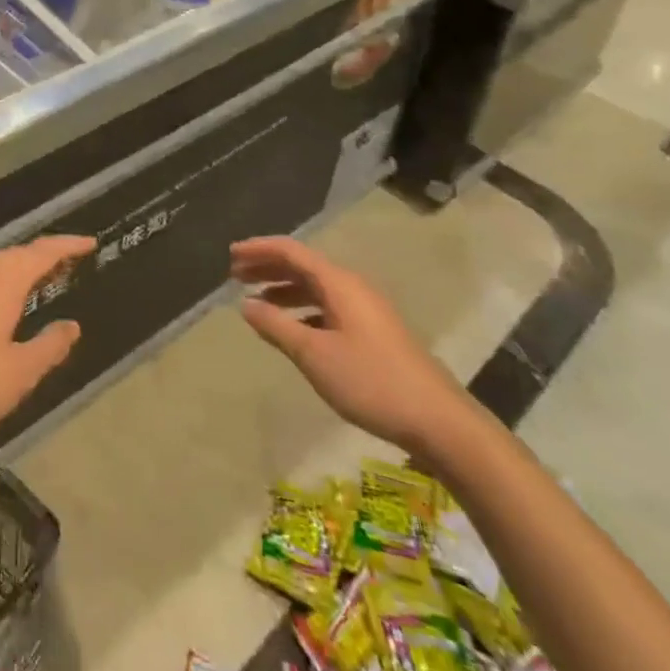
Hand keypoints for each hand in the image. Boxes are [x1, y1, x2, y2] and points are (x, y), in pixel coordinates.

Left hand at [0, 235, 92, 461]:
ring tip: (43, 280)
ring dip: (22, 268)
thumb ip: (49, 347)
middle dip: (46, 255)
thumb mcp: (18, 373)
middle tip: (71, 261)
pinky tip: (4, 304)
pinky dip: (3, 281)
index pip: (43, 252)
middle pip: (18, 254)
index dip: (68, 246)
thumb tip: (71, 326)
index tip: (91, 243)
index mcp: (3, 282)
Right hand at [232, 236, 476, 453]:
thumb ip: (277, 326)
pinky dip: (302, 309)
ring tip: (255, 301)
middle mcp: (352, 287)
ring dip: (283, 289)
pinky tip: (291, 328)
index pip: (291, 251)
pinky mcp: (373, 332)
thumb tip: (245, 304)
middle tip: (235, 274)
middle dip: (268, 266)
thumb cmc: (371, 381)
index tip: (230, 255)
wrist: (439, 421)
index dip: (259, 249)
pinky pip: (327, 307)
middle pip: (303, 265)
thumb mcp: (315, 355)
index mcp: (338, 283)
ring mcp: (365, 310)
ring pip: (316, 288)